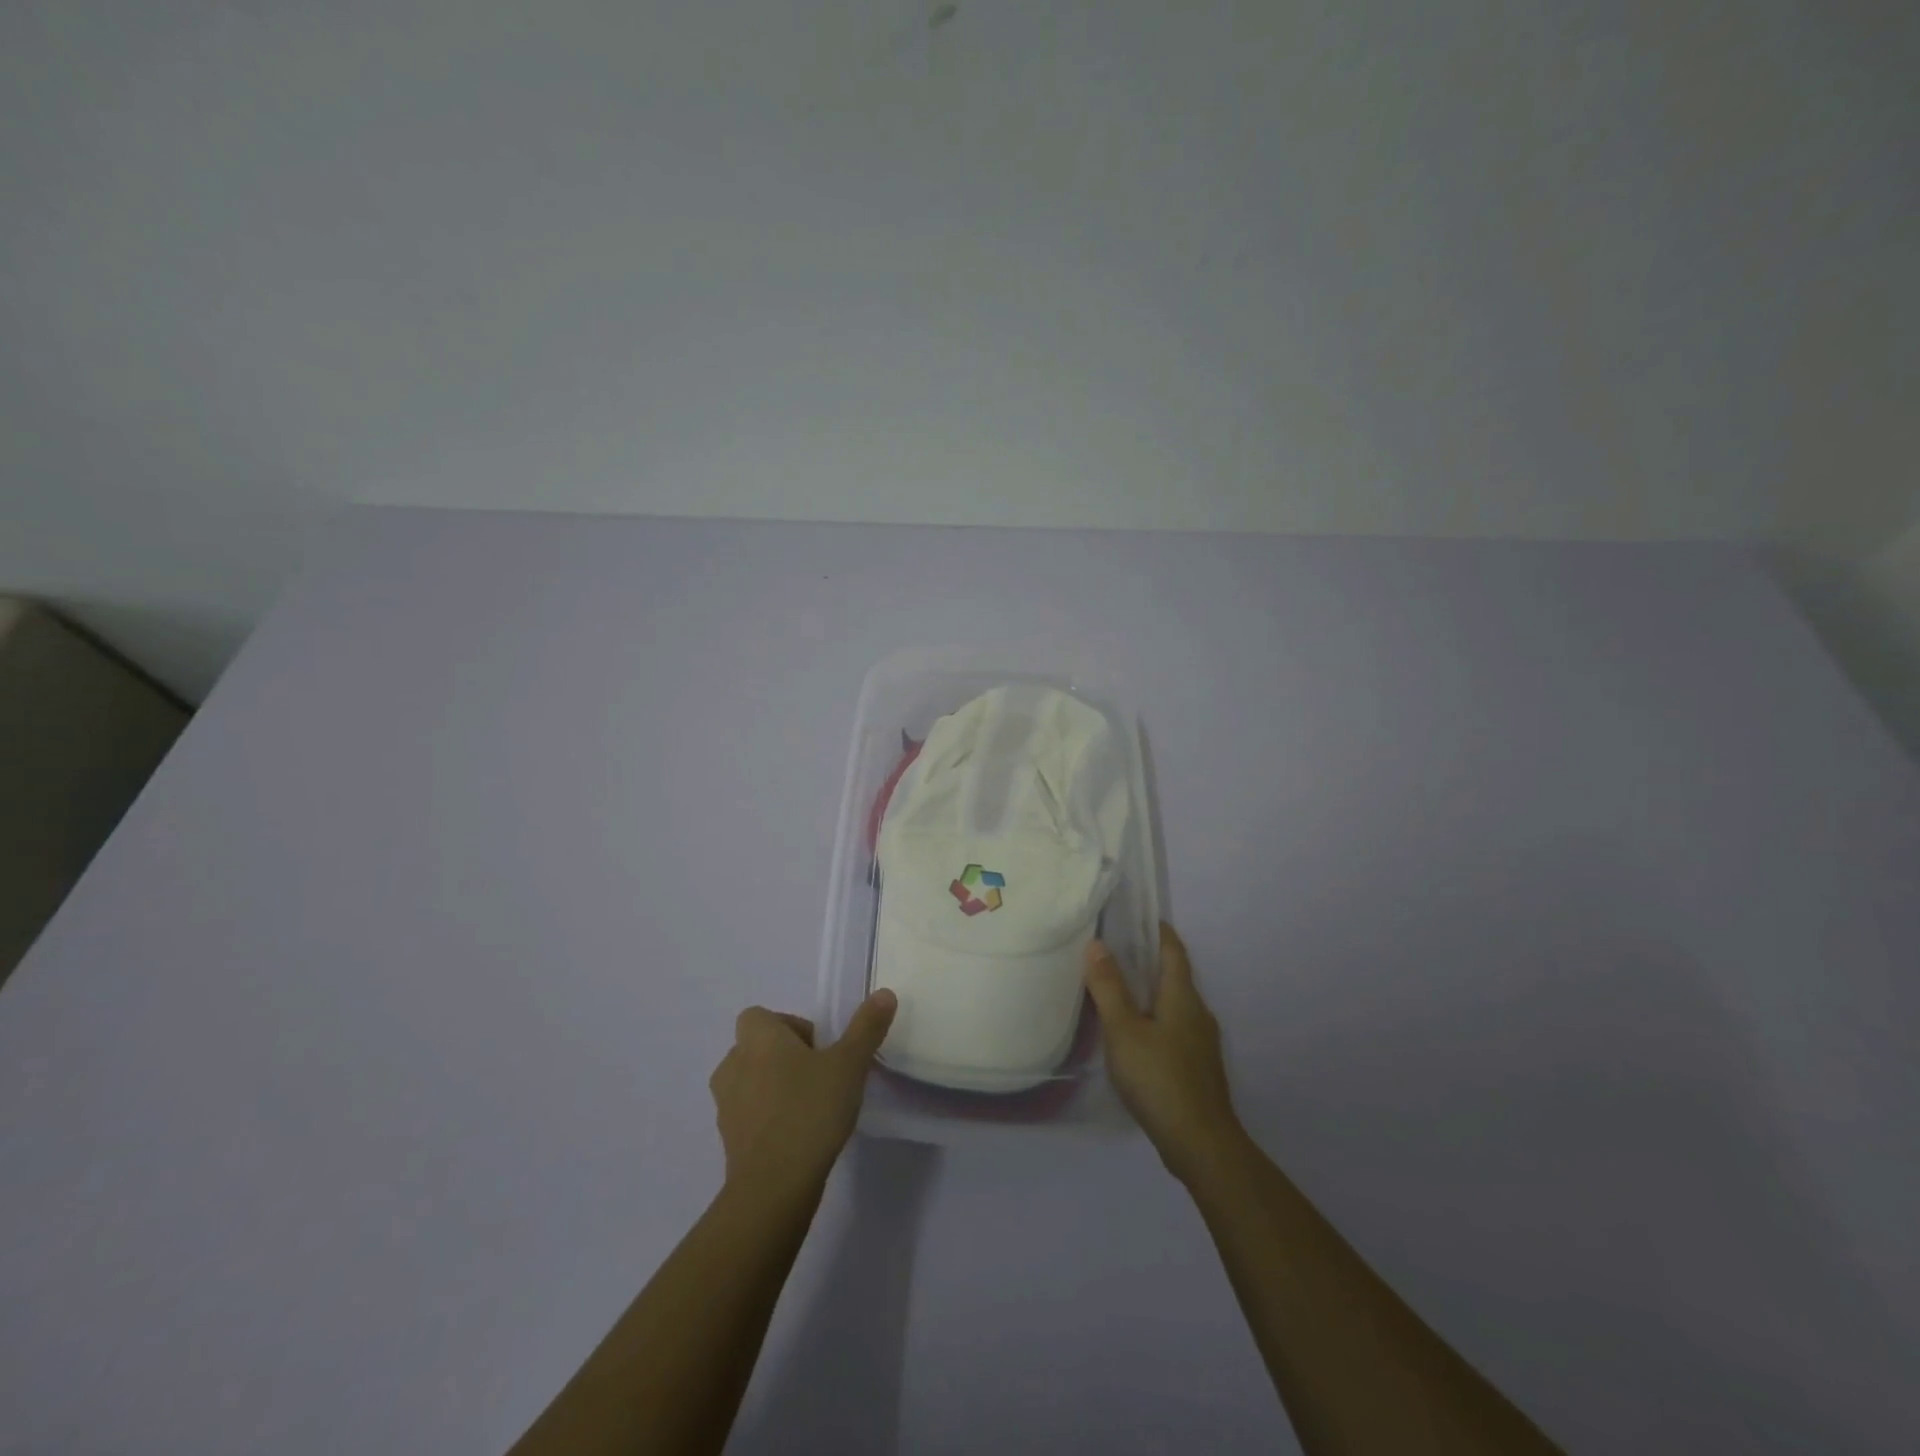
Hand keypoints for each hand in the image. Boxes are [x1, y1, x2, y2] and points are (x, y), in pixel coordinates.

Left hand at [708, 990, 897, 1198]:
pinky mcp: (728, 1140)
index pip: (760, 1016)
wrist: (774, 1187)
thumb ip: (866, 1027)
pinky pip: (748, 1115)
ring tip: (809, 1106)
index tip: (818, 1049)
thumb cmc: (810, 1110)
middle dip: (784, 1057)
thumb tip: (884, 993)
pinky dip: (768, 1118)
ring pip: (750, 1082)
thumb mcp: (849, 1064)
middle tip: (820, 1076)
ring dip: (774, 1087)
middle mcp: (733, 1064)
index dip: (789, 1026)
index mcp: (757, 1038)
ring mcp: (725, 1105)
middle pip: (756, 1048)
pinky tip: (797, 1135)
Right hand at [1085, 923, 1246, 1185]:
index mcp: (1183, 997)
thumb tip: (1097, 944)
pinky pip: (1173, 1029)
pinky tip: (1134, 1035)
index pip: (1174, 951)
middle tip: (1115, 951)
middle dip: (1149, 961)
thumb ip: (1109, 987)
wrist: (1201, 1144)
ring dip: (1150, 992)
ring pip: (1174, 1005)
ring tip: (1118, 990)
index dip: (1159, 931)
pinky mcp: (1196, 1068)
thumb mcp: (1124, 1030)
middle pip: (1175, 977)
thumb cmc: (1160, 1078)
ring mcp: (1201, 1043)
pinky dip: (1154, 1019)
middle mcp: (1198, 1013)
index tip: (1139, 917)